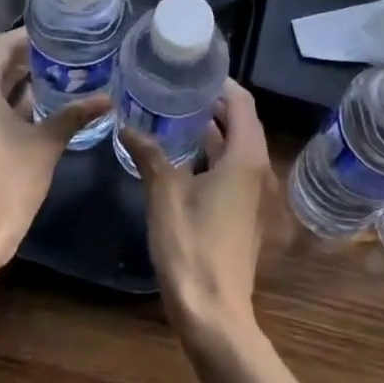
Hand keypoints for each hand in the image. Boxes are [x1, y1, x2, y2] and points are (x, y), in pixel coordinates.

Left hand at [0, 28, 108, 269]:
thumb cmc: (7, 184)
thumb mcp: (46, 145)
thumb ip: (74, 115)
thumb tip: (108, 98)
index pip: (1, 46)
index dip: (29, 36)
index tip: (58, 32)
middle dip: (29, 57)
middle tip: (66, 51)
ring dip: (22, 80)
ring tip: (61, 72)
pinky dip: (13, 101)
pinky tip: (44, 104)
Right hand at [118, 79, 270, 340]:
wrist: (214, 314)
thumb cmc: (192, 246)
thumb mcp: (165, 194)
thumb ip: (150, 154)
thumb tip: (127, 124)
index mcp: (245, 156)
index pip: (241, 101)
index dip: (220, 82)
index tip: (193, 69)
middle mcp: (256, 168)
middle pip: (240, 121)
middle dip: (212, 102)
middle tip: (177, 86)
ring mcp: (251, 193)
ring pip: (235, 146)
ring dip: (210, 128)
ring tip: (174, 111)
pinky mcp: (242, 212)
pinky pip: (230, 168)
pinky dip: (210, 152)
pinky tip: (180, 153)